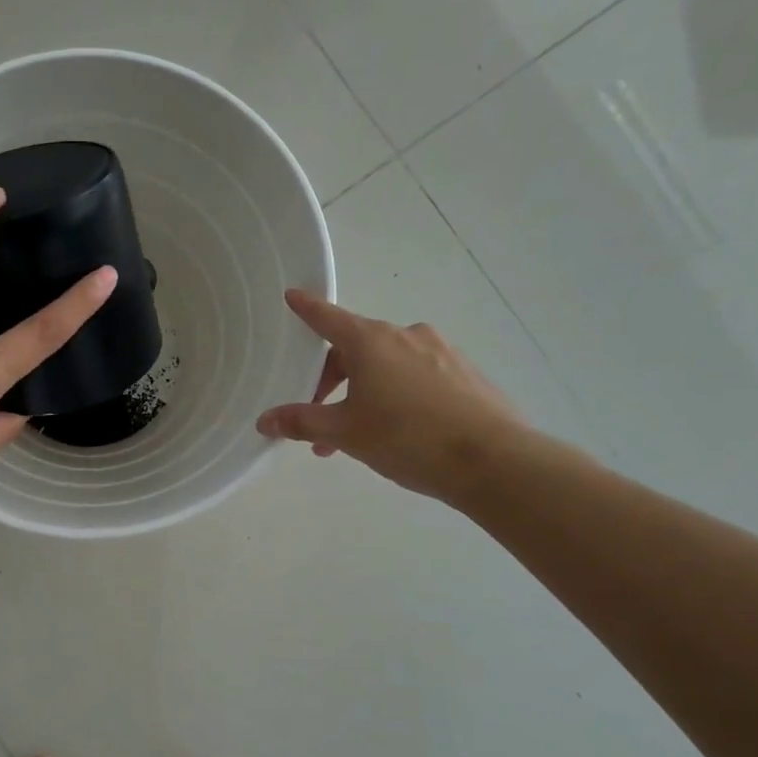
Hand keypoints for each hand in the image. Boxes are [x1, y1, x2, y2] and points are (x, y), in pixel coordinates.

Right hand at [256, 290, 528, 503]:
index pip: (327, 318)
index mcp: (370, 342)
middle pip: (355, 348)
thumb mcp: (345, 433)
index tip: (292, 295)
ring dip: (364, 393)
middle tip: (319, 421)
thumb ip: (302, 422)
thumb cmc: (407, 438)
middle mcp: (405, 336)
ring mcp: (440, 351)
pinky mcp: (464, 373)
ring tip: (358, 437)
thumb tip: (265, 420)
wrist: (492, 460)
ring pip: (387, 365)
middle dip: (331, 381)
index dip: (306, 308)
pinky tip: (400, 431)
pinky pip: (417, 376)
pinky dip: (397, 394)